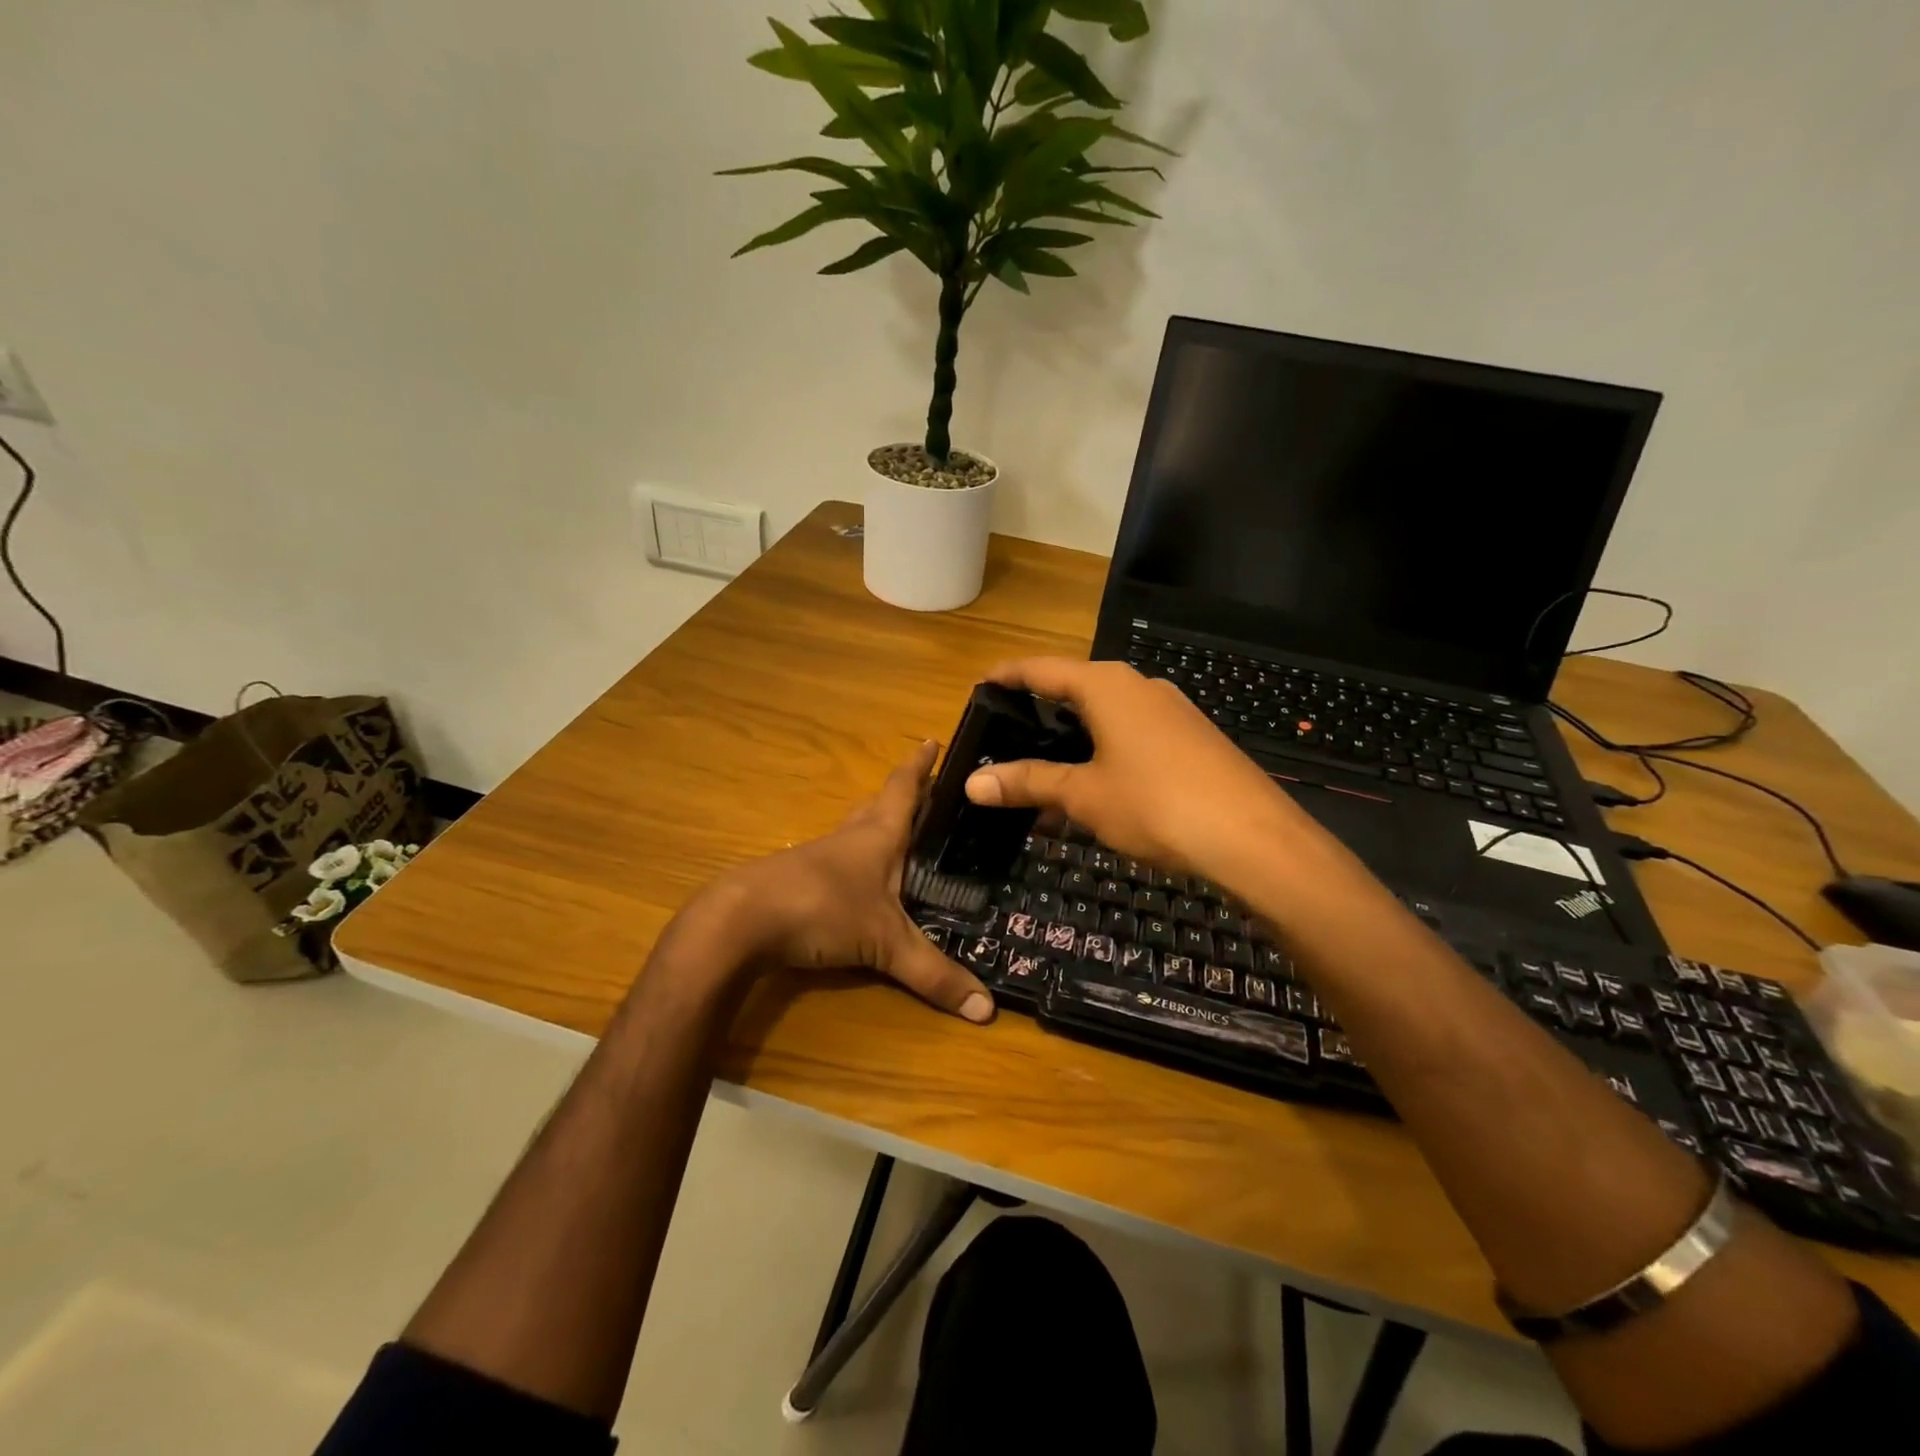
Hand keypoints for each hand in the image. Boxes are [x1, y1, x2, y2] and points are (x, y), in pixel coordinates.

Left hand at [690, 741, 994, 1023]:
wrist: (741, 921)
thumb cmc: (823, 909)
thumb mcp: (885, 944)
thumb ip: (934, 974)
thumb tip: (988, 1009)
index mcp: (878, 835)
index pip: (904, 788)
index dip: (920, 766)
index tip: (933, 740)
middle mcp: (850, 837)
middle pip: (879, 804)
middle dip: (904, 794)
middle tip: (930, 790)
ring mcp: (821, 857)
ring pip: (856, 830)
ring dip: (878, 824)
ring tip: (902, 832)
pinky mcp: (799, 880)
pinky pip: (839, 860)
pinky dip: (857, 860)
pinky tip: (861, 880)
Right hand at [962, 658, 1301, 883]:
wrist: (1253, 838)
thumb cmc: (1156, 804)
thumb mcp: (1083, 794)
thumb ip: (1028, 782)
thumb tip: (971, 783)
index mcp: (1106, 685)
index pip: (1041, 669)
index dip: (1007, 677)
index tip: (978, 688)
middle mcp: (1139, 686)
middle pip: (1075, 689)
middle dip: (1039, 713)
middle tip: (1005, 737)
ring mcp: (1171, 711)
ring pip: (1106, 716)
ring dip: (1072, 741)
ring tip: (1043, 771)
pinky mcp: (1192, 738)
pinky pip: (1133, 736)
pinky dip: (1104, 754)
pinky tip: (1096, 789)